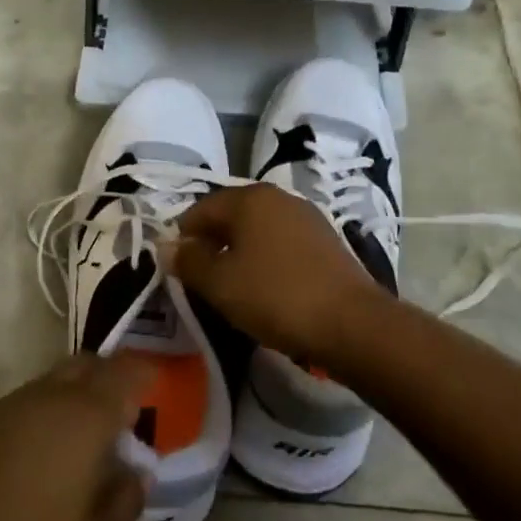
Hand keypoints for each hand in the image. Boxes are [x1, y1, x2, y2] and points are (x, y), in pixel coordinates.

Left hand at [0, 354, 152, 520]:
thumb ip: (125, 503)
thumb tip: (136, 471)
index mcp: (87, 415)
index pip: (128, 371)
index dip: (147, 375)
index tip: (159, 395)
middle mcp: (53, 394)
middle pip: (91, 364)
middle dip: (113, 380)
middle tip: (125, 419)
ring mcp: (15, 402)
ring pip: (59, 379)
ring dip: (79, 395)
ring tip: (87, 441)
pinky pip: (33, 398)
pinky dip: (51, 410)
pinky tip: (48, 453)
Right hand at [170, 184, 382, 366]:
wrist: (352, 323)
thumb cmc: (276, 297)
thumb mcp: (220, 284)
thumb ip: (189, 262)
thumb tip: (168, 247)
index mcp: (249, 198)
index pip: (201, 209)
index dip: (183, 238)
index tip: (177, 270)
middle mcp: (278, 197)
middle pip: (230, 216)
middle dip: (212, 244)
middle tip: (202, 280)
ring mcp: (306, 216)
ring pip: (257, 230)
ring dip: (239, 253)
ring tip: (232, 287)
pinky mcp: (326, 240)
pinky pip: (281, 243)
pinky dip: (266, 260)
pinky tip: (266, 288)